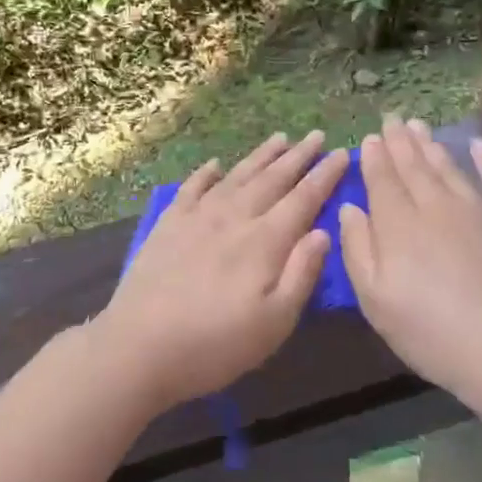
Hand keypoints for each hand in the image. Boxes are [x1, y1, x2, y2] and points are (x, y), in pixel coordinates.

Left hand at [97, 132, 348, 412]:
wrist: (139, 347)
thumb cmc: (215, 345)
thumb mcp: (274, 323)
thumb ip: (301, 274)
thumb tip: (323, 232)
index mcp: (264, 242)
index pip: (303, 199)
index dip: (324, 176)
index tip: (342, 153)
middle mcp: (233, 219)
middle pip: (272, 180)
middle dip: (298, 157)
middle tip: (317, 135)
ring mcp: (197, 218)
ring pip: (236, 177)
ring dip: (260, 157)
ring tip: (279, 138)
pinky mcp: (167, 225)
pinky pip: (191, 189)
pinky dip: (205, 173)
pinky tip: (214, 164)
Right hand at [339, 115, 481, 407]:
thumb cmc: (431, 333)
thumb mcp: (375, 301)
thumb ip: (358, 249)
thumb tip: (349, 207)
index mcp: (399, 226)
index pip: (382, 182)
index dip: (374, 158)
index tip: (370, 138)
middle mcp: (437, 207)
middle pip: (414, 168)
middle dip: (400, 142)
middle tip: (392, 119)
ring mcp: (479, 211)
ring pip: (449, 168)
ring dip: (432, 146)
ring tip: (419, 126)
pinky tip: (478, 144)